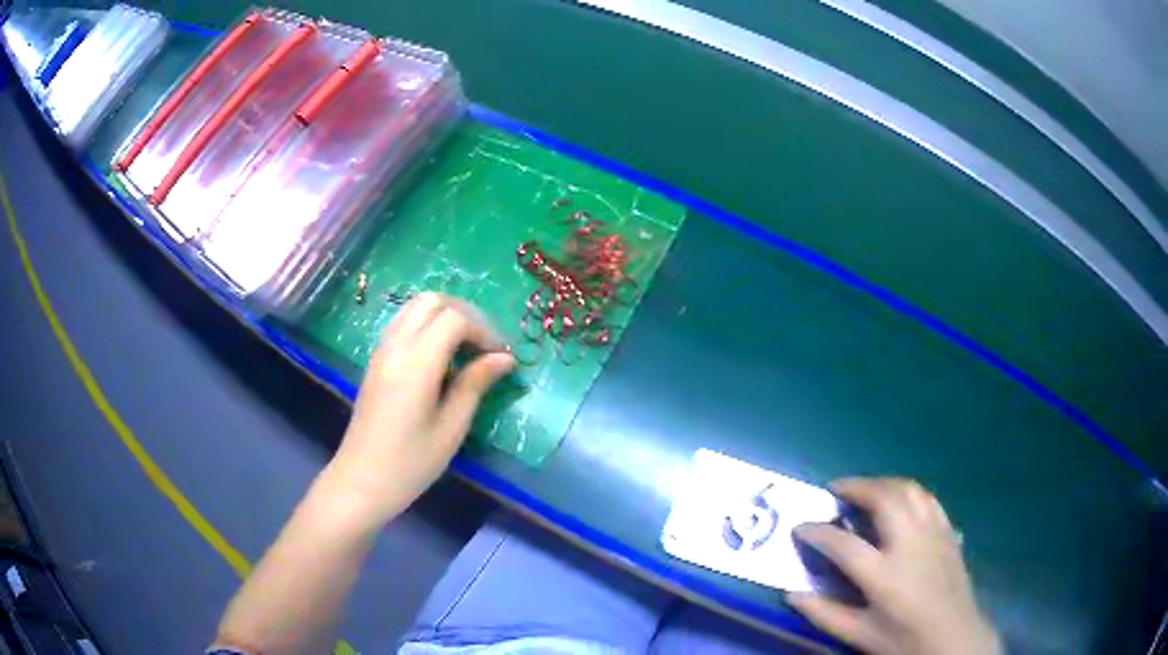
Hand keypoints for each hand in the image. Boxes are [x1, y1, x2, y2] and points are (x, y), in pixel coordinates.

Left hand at [321, 293, 514, 527]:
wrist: (361, 481)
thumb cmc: (410, 464)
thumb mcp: (451, 428)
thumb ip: (475, 385)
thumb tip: (504, 358)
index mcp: (416, 363)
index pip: (455, 318)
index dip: (484, 330)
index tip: (500, 357)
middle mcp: (395, 347)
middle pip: (432, 301)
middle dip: (465, 314)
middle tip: (485, 345)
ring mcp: (381, 351)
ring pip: (415, 307)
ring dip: (445, 316)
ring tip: (466, 348)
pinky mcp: (375, 361)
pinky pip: (403, 324)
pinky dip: (427, 326)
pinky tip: (440, 358)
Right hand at [789, 478, 1000, 654]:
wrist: (952, 636)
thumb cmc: (903, 639)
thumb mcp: (860, 634)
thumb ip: (824, 614)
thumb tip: (791, 594)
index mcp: (885, 575)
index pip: (844, 545)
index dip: (818, 532)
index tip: (801, 525)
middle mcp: (910, 545)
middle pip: (884, 499)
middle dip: (857, 487)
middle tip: (837, 489)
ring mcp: (934, 533)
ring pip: (910, 490)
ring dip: (883, 482)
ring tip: (866, 488)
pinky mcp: (948, 532)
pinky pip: (928, 499)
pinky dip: (908, 491)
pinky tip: (900, 499)